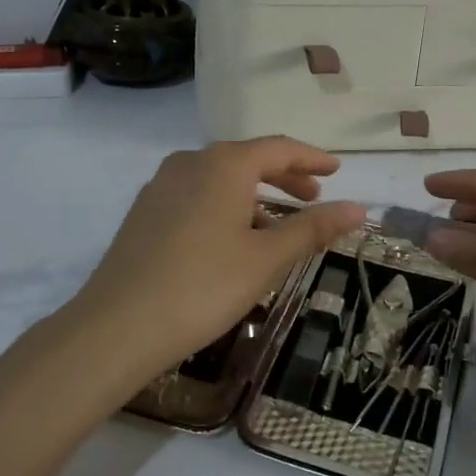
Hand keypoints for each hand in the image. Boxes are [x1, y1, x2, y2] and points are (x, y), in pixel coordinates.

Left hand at [59, 138, 366, 397]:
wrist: (117, 326)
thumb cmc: (203, 287)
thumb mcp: (267, 258)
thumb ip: (313, 228)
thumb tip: (359, 207)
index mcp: (223, 164)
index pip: (279, 148)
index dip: (312, 158)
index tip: (337, 171)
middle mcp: (190, 162)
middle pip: (248, 159)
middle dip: (285, 176)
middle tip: (314, 197)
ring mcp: (161, 185)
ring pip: (220, 179)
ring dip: (255, 195)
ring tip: (279, 226)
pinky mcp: (145, 211)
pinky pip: (197, 195)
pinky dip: (226, 206)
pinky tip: (233, 239)